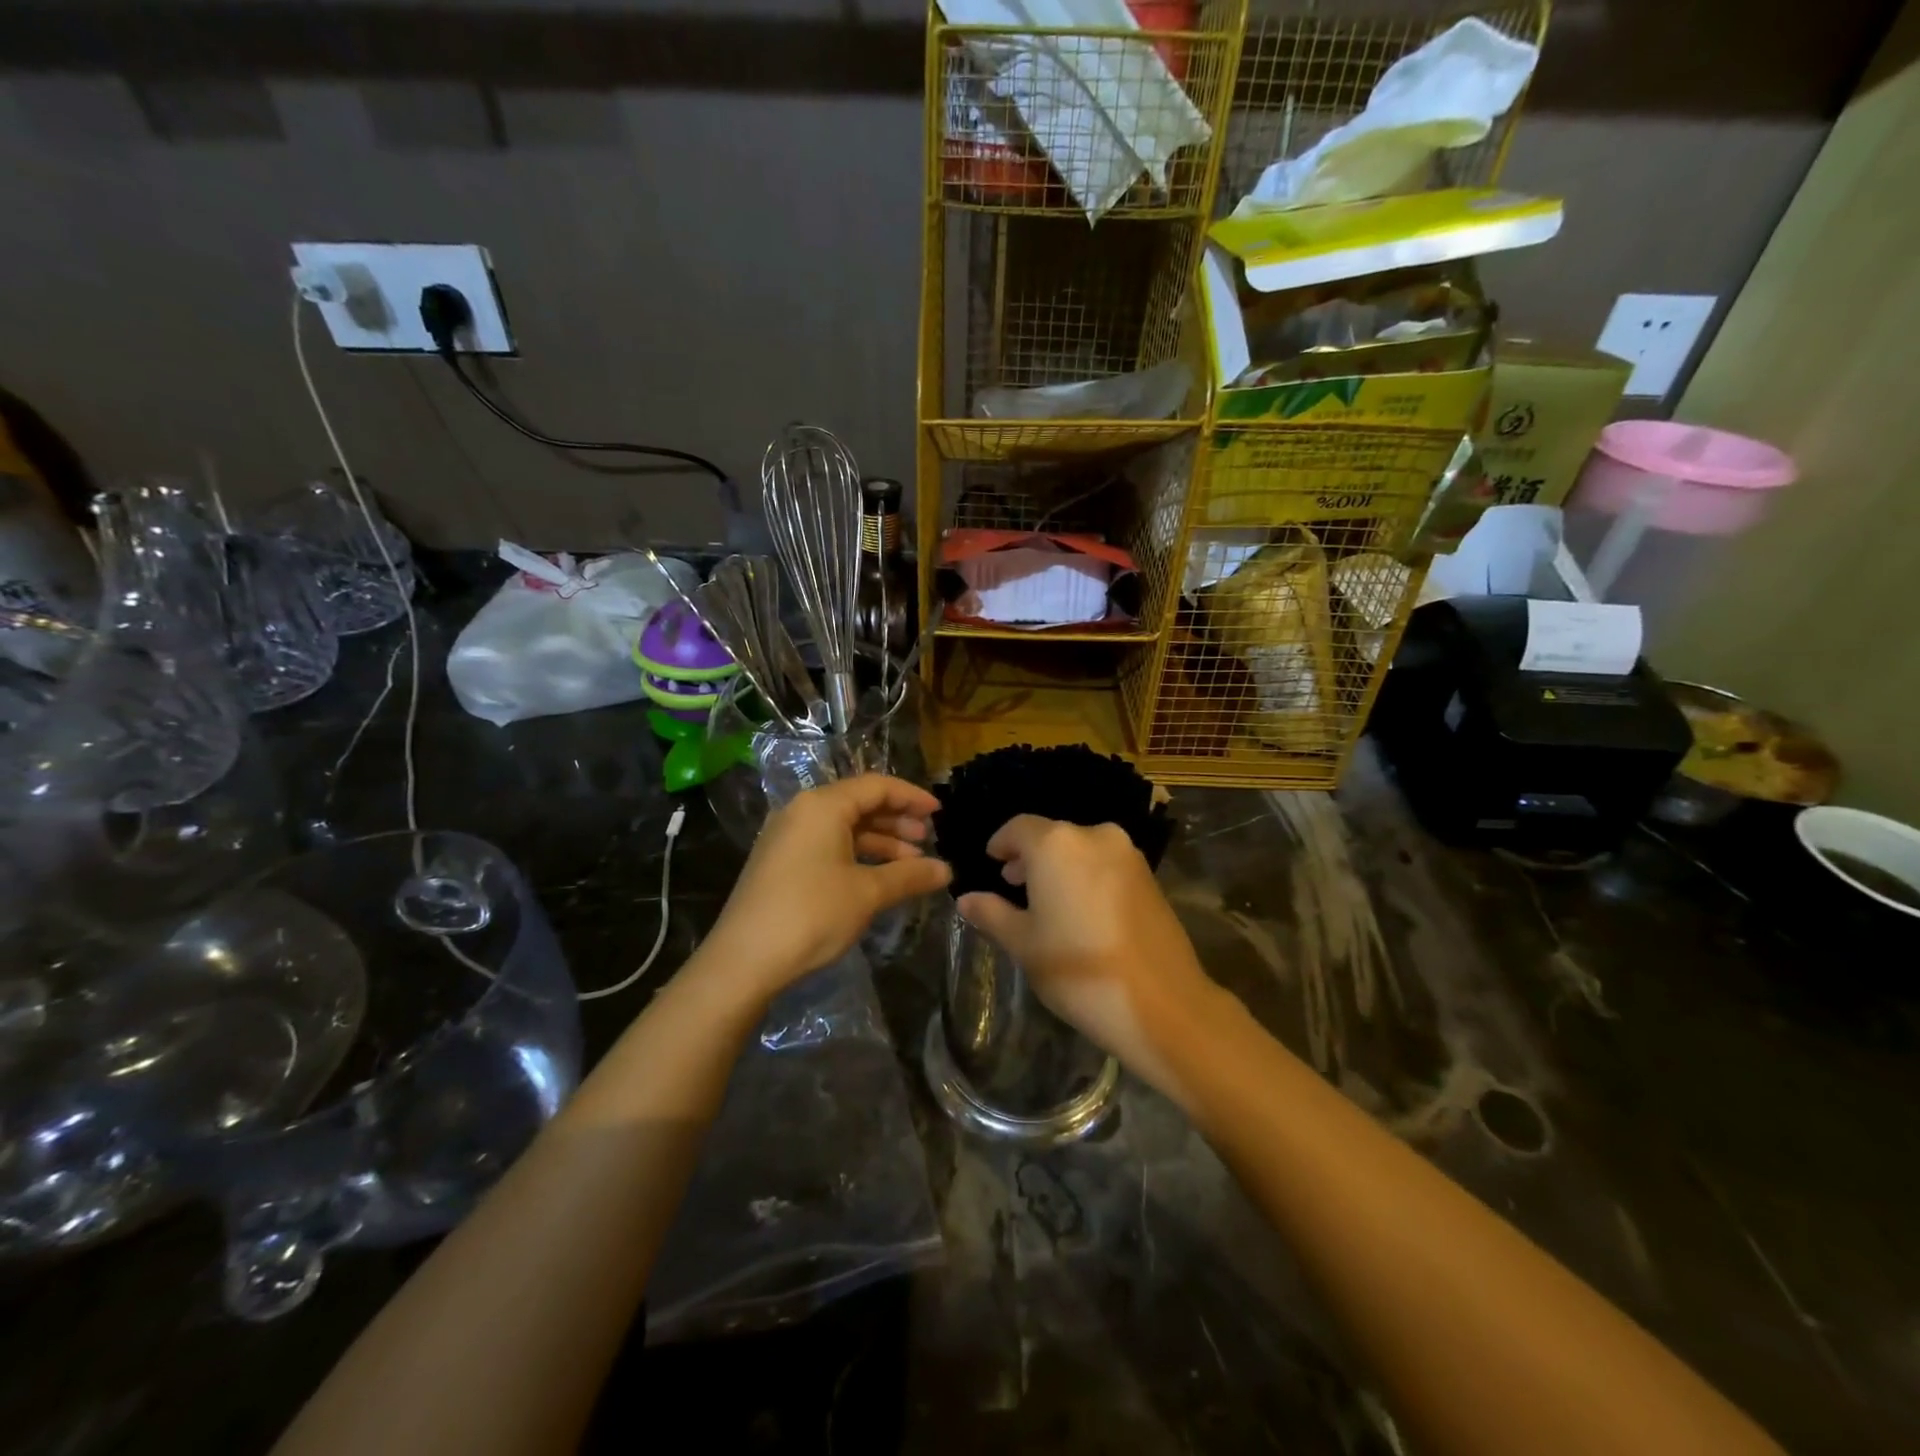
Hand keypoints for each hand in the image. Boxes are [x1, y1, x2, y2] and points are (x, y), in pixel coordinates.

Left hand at [705, 775, 950, 1001]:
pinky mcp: (780, 862)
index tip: (940, 813)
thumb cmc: (811, 913)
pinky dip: (856, 854)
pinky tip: (878, 877)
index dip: (911, 797)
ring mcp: (787, 837)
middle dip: (897, 820)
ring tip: (910, 863)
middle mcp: (802, 811)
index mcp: (822, 806)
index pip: (876, 786)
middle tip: (927, 840)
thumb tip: (946, 870)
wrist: (744, 959)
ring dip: (879, 841)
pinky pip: (827, 845)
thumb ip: (909, 875)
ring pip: (843, 827)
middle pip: (859, 803)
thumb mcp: (867, 893)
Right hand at [956, 816, 1219, 1095]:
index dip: (1001, 844)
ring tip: (1046, 900)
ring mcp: (1127, 855)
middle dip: (1030, 857)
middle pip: (1052, 836)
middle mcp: (1094, 836)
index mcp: (1056, 844)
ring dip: (1059, 867)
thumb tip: (966, 898)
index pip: (1018, 828)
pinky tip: (1080, 910)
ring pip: (1081, 849)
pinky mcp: (1150, 876)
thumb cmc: (1078, 969)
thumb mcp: (1023, 943)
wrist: (1162, 1003)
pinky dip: (1086, 876)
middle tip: (1012, 886)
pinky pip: (1105, 865)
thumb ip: (992, 913)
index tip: (991, 863)